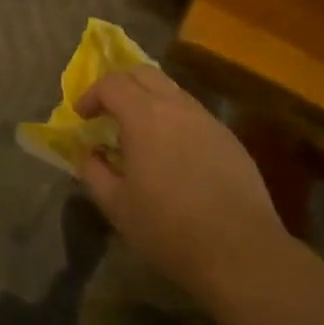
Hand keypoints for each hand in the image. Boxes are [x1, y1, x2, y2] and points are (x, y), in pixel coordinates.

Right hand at [76, 67, 288, 302]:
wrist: (241, 251)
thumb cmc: (169, 228)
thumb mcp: (117, 206)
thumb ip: (93, 173)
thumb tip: (87, 154)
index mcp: (144, 116)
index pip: (112, 84)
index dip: (91, 94)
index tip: (82, 116)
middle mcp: (177, 106)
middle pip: (143, 73)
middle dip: (120, 85)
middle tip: (107, 110)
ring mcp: (207, 119)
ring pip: (171, 91)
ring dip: (149, 100)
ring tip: (140, 132)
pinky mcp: (229, 138)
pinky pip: (193, 113)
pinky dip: (173, 119)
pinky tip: (173, 153)